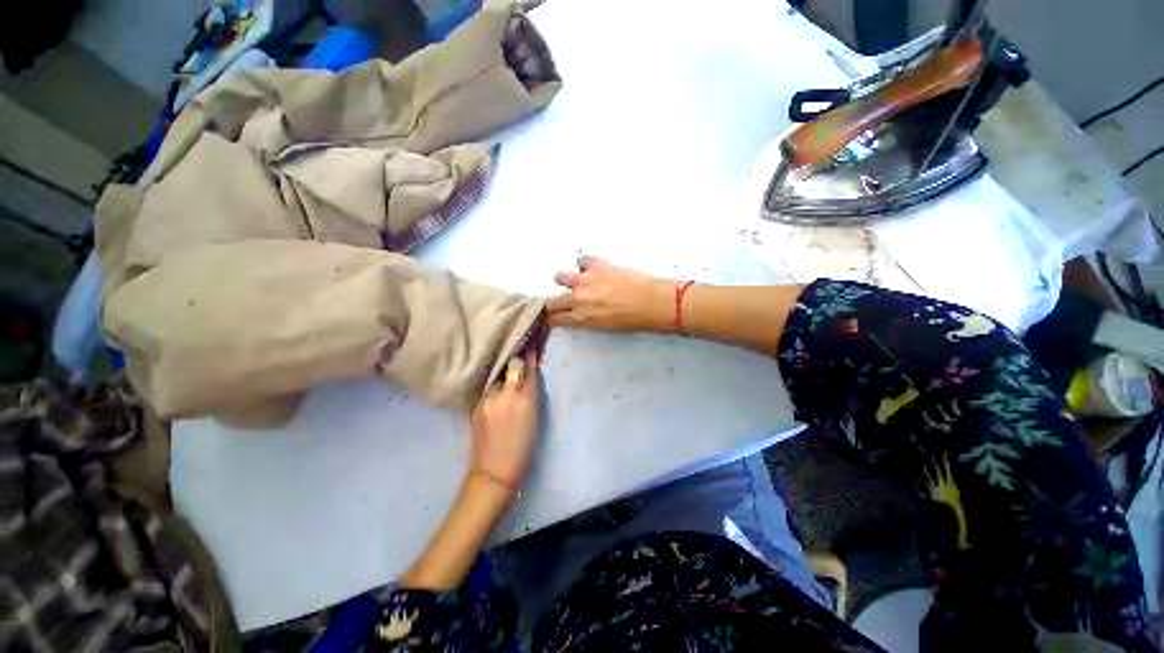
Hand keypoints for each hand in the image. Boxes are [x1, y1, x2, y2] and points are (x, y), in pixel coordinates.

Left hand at [469, 355, 539, 495]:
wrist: (494, 473)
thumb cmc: (523, 449)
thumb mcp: (535, 419)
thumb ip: (531, 394)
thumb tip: (529, 375)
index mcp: (525, 399)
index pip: (528, 368)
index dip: (530, 356)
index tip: (531, 344)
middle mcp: (505, 394)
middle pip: (510, 366)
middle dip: (516, 359)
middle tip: (519, 353)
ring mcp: (486, 400)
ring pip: (497, 376)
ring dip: (503, 373)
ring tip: (506, 370)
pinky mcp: (475, 406)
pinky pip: (488, 388)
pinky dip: (494, 385)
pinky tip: (496, 388)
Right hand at [548, 256, 676, 331]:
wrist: (651, 301)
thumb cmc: (633, 320)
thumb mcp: (605, 327)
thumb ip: (587, 319)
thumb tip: (582, 313)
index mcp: (581, 318)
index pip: (555, 319)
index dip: (552, 318)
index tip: (552, 316)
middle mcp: (577, 298)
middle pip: (552, 301)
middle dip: (555, 302)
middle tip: (564, 301)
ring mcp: (585, 279)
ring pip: (560, 277)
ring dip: (567, 280)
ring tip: (580, 281)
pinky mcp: (596, 264)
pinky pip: (582, 260)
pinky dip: (586, 264)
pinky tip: (595, 268)